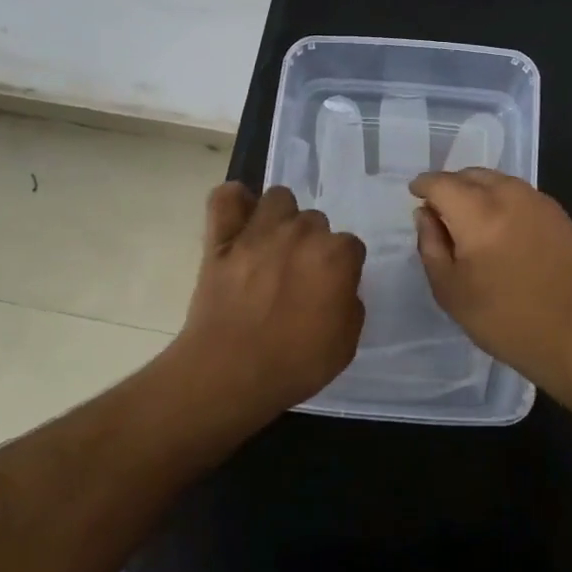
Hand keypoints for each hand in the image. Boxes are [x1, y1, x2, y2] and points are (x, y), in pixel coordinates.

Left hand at [177, 183, 366, 414]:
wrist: (230, 373)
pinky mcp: (221, 238)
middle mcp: (301, 232)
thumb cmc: (295, 364)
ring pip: (279, 199)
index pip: (351, 246)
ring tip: (272, 246)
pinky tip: (240, 220)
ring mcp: (259, 231)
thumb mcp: (345, 344)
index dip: (342, 269)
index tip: (331, 290)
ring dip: (281, 219)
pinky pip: (227, 197)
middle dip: (312, 245)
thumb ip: (349, 305)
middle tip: (299, 276)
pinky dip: (235, 202)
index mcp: (336, 256)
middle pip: (315, 222)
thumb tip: (339, 288)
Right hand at [411, 168, 571, 384]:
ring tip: (469, 220)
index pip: (441, 183)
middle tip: (440, 211)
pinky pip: (520, 194)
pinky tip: (501, 229)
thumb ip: (431, 245)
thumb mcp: (451, 291)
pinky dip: (502, 200)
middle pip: (471, 175)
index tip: (414, 194)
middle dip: (450, 186)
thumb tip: (425, 214)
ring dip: (477, 191)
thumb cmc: (505, 320)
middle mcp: (509, 195)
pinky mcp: (559, 214)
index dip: (423, 185)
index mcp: (478, 213)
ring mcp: (539, 201)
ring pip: (497, 181)